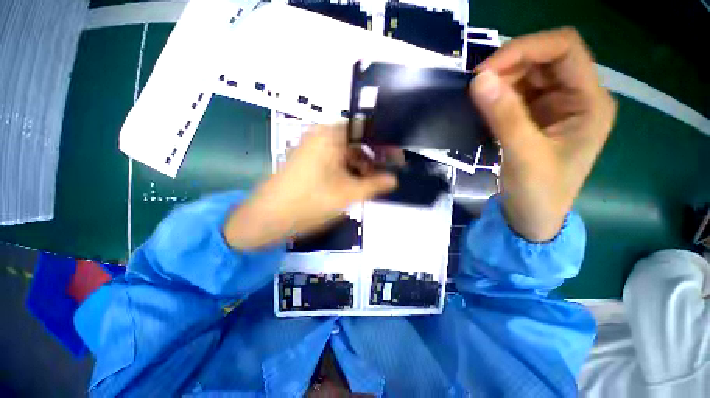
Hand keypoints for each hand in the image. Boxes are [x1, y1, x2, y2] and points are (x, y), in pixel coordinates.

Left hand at [224, 124, 396, 249]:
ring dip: (359, 167)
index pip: (367, 130)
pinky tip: (351, 185)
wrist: (267, 217)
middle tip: (384, 177)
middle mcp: (320, 135)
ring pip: (344, 152)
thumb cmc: (310, 202)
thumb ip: (375, 184)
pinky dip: (345, 170)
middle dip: (372, 159)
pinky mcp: (306, 159)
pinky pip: (333, 160)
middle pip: (355, 141)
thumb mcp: (348, 193)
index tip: (396, 159)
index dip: (384, 144)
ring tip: (368, 185)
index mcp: (331, 135)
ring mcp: (312, 147)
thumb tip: (393, 179)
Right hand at [470, 27, 615, 240]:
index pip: (564, 49)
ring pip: (527, 75)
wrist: (532, 218)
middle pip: (544, 59)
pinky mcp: (535, 118)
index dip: (525, 49)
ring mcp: (555, 107)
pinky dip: (497, 96)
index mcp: (590, 102)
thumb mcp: (524, 156)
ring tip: (477, 100)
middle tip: (476, 87)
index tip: (485, 71)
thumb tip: (479, 80)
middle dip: (509, 66)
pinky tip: (483, 109)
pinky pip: (515, 94)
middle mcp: (576, 97)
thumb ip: (504, 116)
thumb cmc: (539, 194)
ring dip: (500, 82)